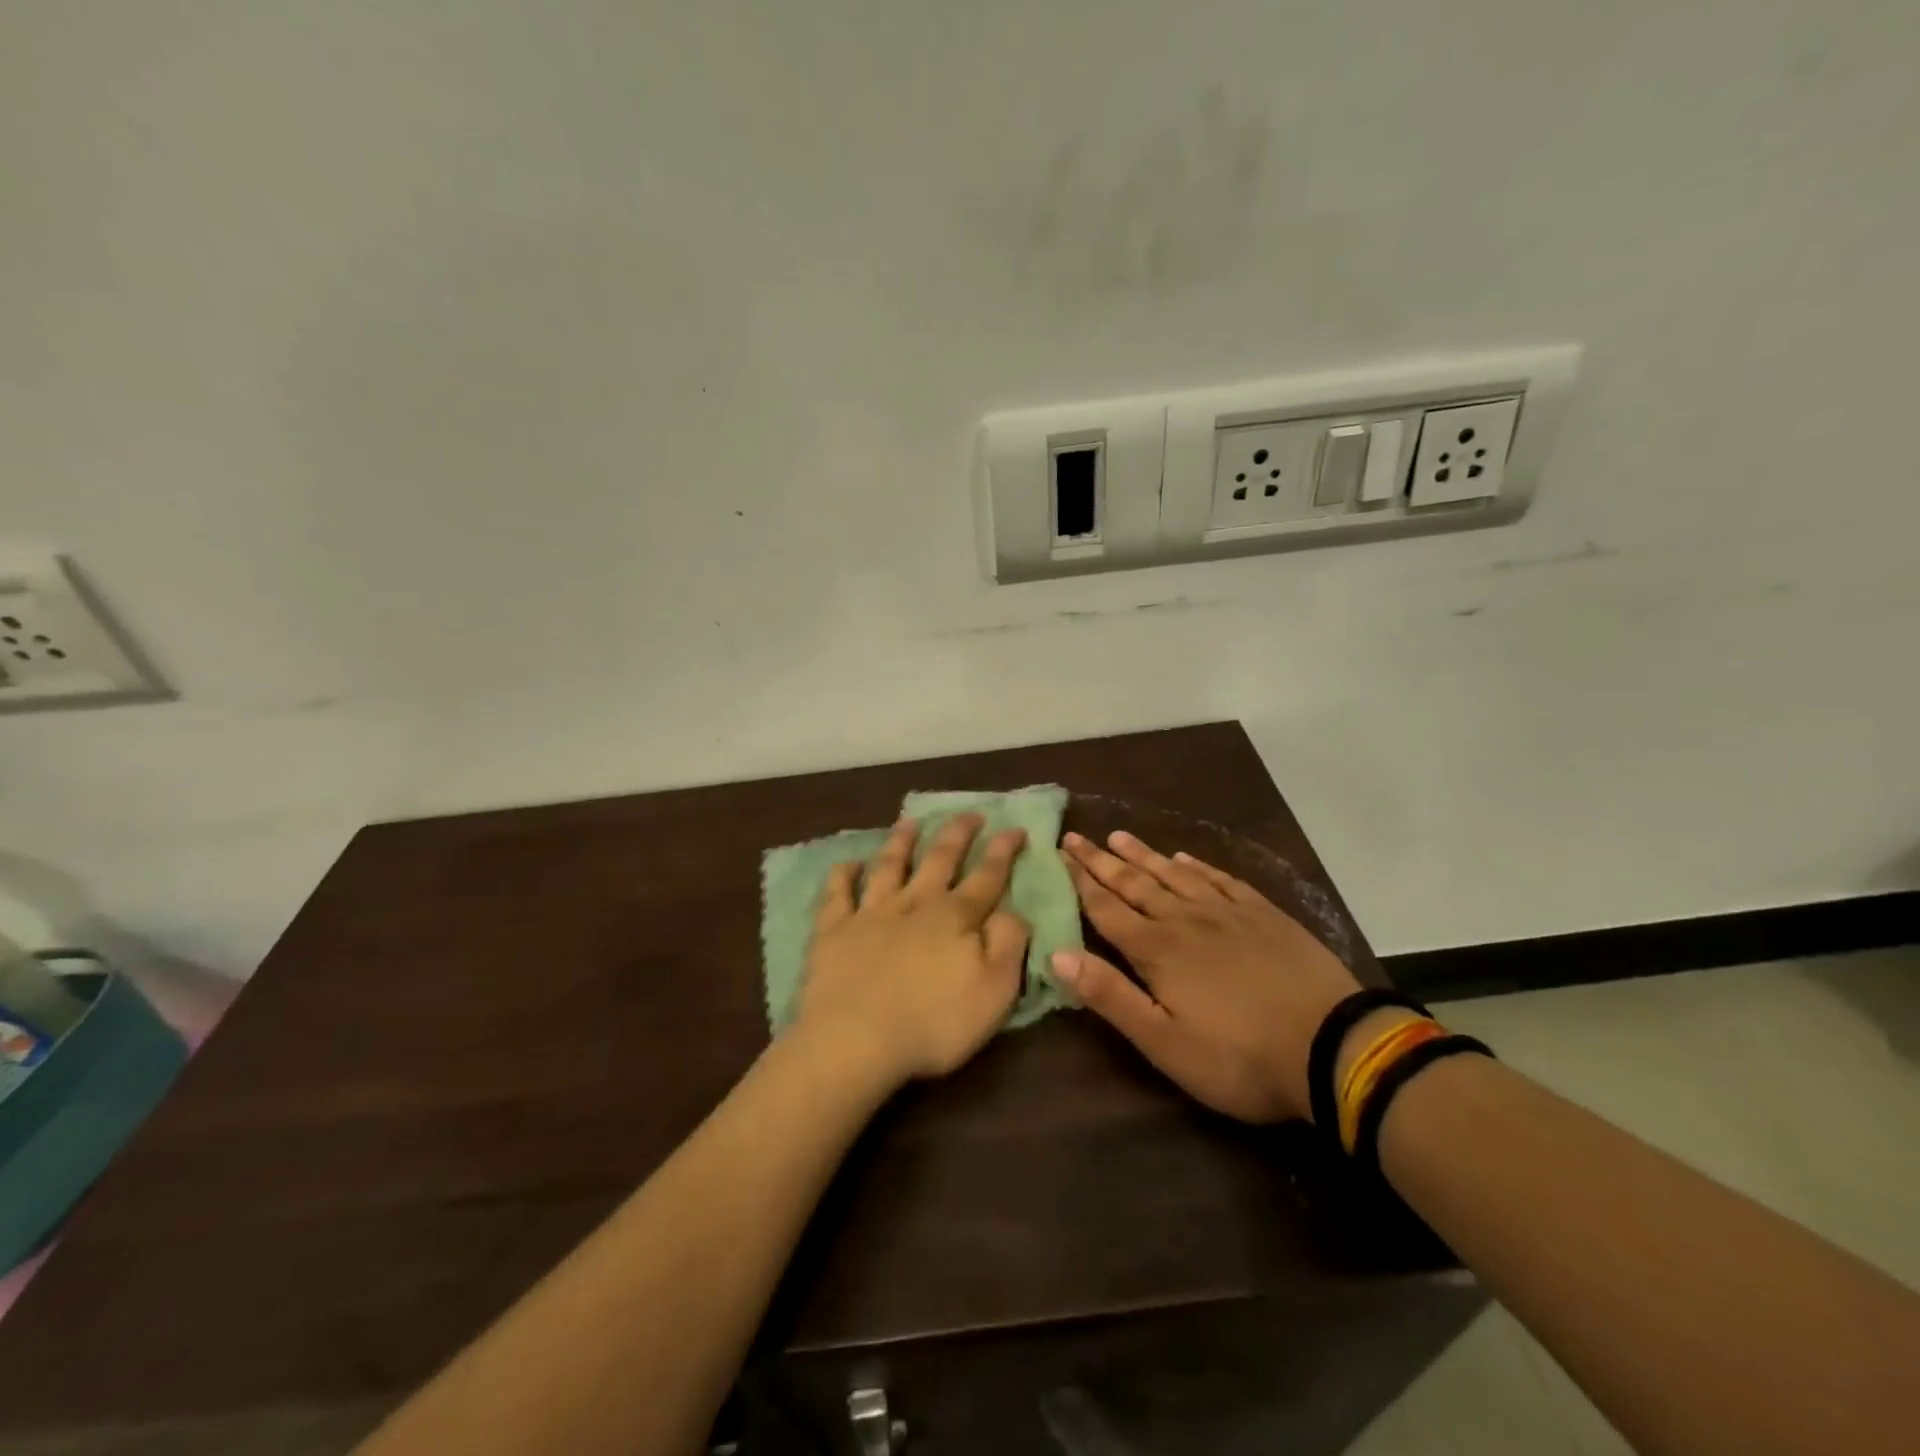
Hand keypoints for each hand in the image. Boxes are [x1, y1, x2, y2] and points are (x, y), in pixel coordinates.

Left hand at [794, 815, 1030, 1088]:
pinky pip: (837, 893)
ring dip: (901, 841)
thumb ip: (1008, 944)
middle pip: (939, 859)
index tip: (1015, 827)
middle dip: (957, 833)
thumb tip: (1013, 911)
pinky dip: (842, 875)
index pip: (987, 875)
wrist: (855, 1040)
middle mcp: (915, 903)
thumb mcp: (995, 991)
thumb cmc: (934, 1022)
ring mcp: (871, 913)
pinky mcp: (834, 930)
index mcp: (956, 917)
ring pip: (889, 865)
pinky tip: (848, 863)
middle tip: (970, 814)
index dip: (1003, 851)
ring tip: (909, 822)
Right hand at [1054, 830, 1362, 1123]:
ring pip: (1174, 875)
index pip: (1107, 908)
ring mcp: (1227, 913)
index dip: (1080, 880)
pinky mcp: (1264, 915)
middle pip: (1135, 883)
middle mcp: (1185, 920)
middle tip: (1077, 836)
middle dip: (1102, 861)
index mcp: (1157, 950)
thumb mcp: (1164, 1042)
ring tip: (1120, 836)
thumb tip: (1056, 954)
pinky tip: (1186, 858)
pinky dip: (1198, 867)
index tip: (1060, 852)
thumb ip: (1110, 995)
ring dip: (1144, 855)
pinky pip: (1221, 880)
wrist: (1333, 1046)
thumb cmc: (1239, 1057)